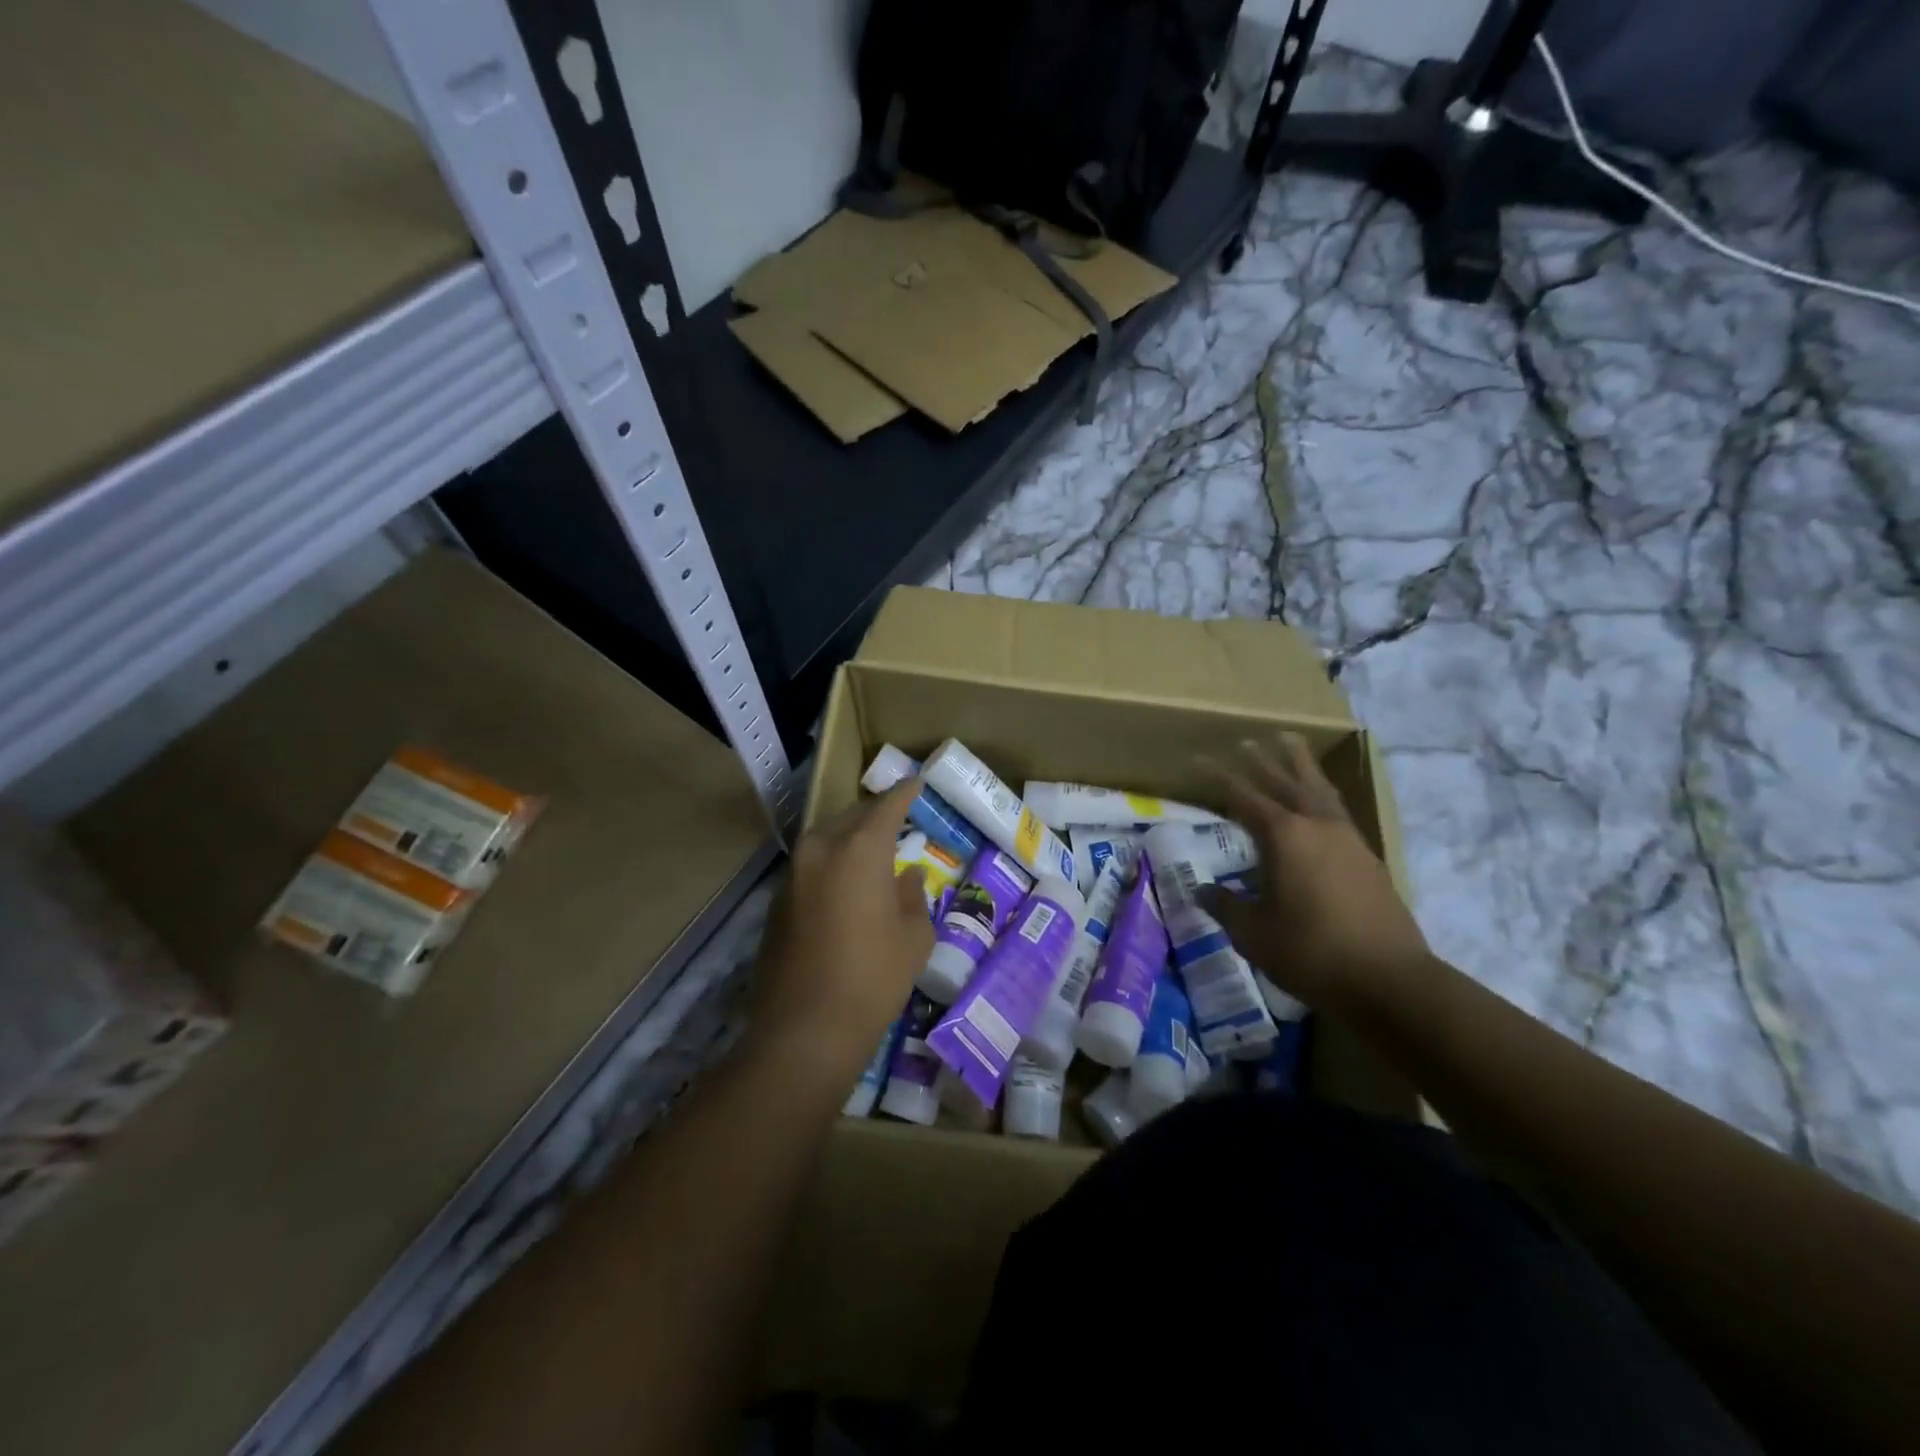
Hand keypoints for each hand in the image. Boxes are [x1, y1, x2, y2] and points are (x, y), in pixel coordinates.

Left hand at [746, 779, 935, 1079]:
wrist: (805, 1030)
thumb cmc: (874, 978)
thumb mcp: (913, 936)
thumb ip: (912, 895)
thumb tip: (906, 875)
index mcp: (859, 849)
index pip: (886, 806)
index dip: (905, 793)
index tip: (917, 783)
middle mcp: (821, 850)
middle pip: (851, 817)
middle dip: (875, 814)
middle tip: (897, 818)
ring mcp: (793, 874)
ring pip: (827, 839)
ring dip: (850, 838)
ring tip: (873, 849)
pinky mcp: (778, 900)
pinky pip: (811, 866)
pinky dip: (832, 863)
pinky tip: (846, 884)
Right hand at [1198, 734, 1428, 1013]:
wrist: (1389, 980)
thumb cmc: (1309, 951)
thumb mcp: (1253, 932)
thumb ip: (1225, 905)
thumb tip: (1203, 891)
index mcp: (1284, 836)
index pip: (1243, 796)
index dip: (1219, 777)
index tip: (1198, 759)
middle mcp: (1317, 826)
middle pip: (1287, 782)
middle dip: (1264, 760)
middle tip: (1248, 740)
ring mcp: (1348, 840)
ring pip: (1320, 790)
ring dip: (1301, 766)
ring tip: (1292, 745)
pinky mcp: (1368, 860)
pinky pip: (1338, 811)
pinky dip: (1322, 795)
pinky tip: (1320, 803)